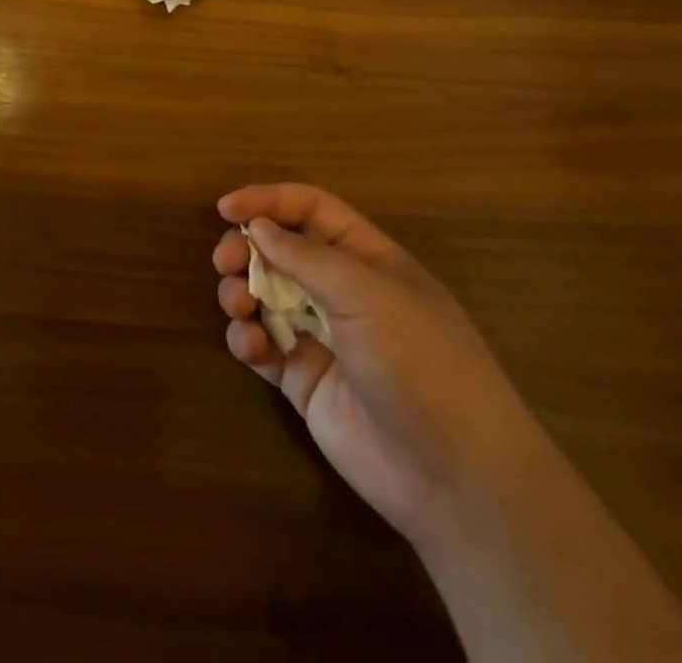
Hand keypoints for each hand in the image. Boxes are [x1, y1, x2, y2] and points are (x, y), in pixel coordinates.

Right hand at [214, 184, 552, 547]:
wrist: (456, 479)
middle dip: (246, 249)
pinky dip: (248, 340)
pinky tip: (253, 347)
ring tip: (238, 306)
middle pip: (280, 250)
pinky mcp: (305, 381)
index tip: (226, 209)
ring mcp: (323, 337)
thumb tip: (257, 227)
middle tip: (225, 262)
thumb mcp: (367, 295)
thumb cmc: (420, 363)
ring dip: (241, 292)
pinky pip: (264, 347)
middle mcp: (342, 292)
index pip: (310, 210)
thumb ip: (305, 257)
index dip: (268, 201)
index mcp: (367, 260)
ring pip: (264, 296)